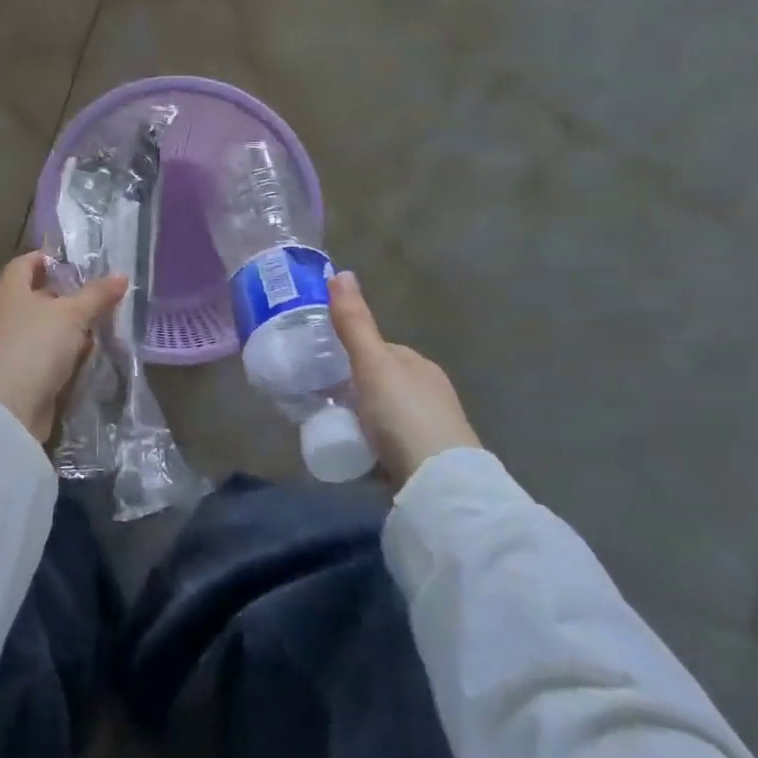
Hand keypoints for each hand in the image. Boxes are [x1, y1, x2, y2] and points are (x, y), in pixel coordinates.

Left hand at [0, 253, 128, 443]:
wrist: (8, 408)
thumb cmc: (35, 345)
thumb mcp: (72, 314)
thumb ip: (97, 294)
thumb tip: (122, 275)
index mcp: (14, 289)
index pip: (28, 262)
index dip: (52, 257)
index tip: (82, 261)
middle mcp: (13, 313)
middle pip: (44, 295)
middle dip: (74, 294)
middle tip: (107, 292)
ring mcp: (21, 344)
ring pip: (53, 327)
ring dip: (77, 326)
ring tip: (110, 320)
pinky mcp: (31, 372)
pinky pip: (56, 354)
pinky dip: (74, 351)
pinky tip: (96, 351)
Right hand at [328, 271, 480, 486]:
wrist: (440, 485)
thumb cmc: (404, 415)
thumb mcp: (372, 365)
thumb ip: (355, 323)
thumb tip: (340, 272)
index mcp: (419, 365)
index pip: (379, 350)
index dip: (350, 353)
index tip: (320, 364)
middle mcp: (428, 392)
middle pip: (380, 383)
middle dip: (353, 389)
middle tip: (318, 400)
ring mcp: (429, 429)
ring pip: (384, 416)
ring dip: (361, 420)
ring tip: (330, 429)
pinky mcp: (424, 462)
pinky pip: (389, 446)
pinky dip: (371, 447)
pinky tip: (353, 456)